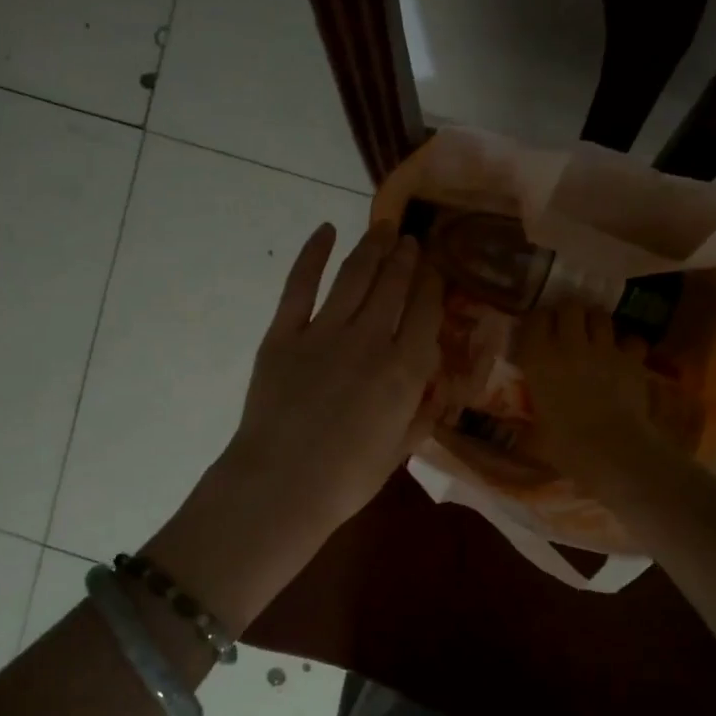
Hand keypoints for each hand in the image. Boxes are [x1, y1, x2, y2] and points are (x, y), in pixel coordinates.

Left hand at [226, 220, 443, 530]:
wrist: (281, 486)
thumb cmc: (345, 481)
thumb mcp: (397, 453)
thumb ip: (419, 417)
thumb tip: (435, 394)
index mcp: (404, 372)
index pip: (426, 314)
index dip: (432, 285)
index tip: (435, 268)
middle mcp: (371, 341)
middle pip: (394, 287)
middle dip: (405, 258)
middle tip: (410, 239)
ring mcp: (324, 333)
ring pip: (355, 277)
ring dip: (371, 248)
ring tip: (382, 228)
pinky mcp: (283, 334)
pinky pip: (300, 285)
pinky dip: (313, 254)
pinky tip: (326, 231)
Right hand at [518, 302, 672, 489]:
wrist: (611, 450)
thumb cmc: (564, 446)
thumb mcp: (535, 431)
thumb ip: (529, 418)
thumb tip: (518, 429)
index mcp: (537, 359)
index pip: (536, 318)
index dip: (539, 321)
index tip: (540, 331)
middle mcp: (568, 344)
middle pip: (570, 306)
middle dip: (569, 313)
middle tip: (569, 328)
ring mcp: (603, 348)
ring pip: (601, 315)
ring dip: (597, 323)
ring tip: (596, 337)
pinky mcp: (632, 359)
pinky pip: (632, 339)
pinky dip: (629, 345)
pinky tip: (625, 357)